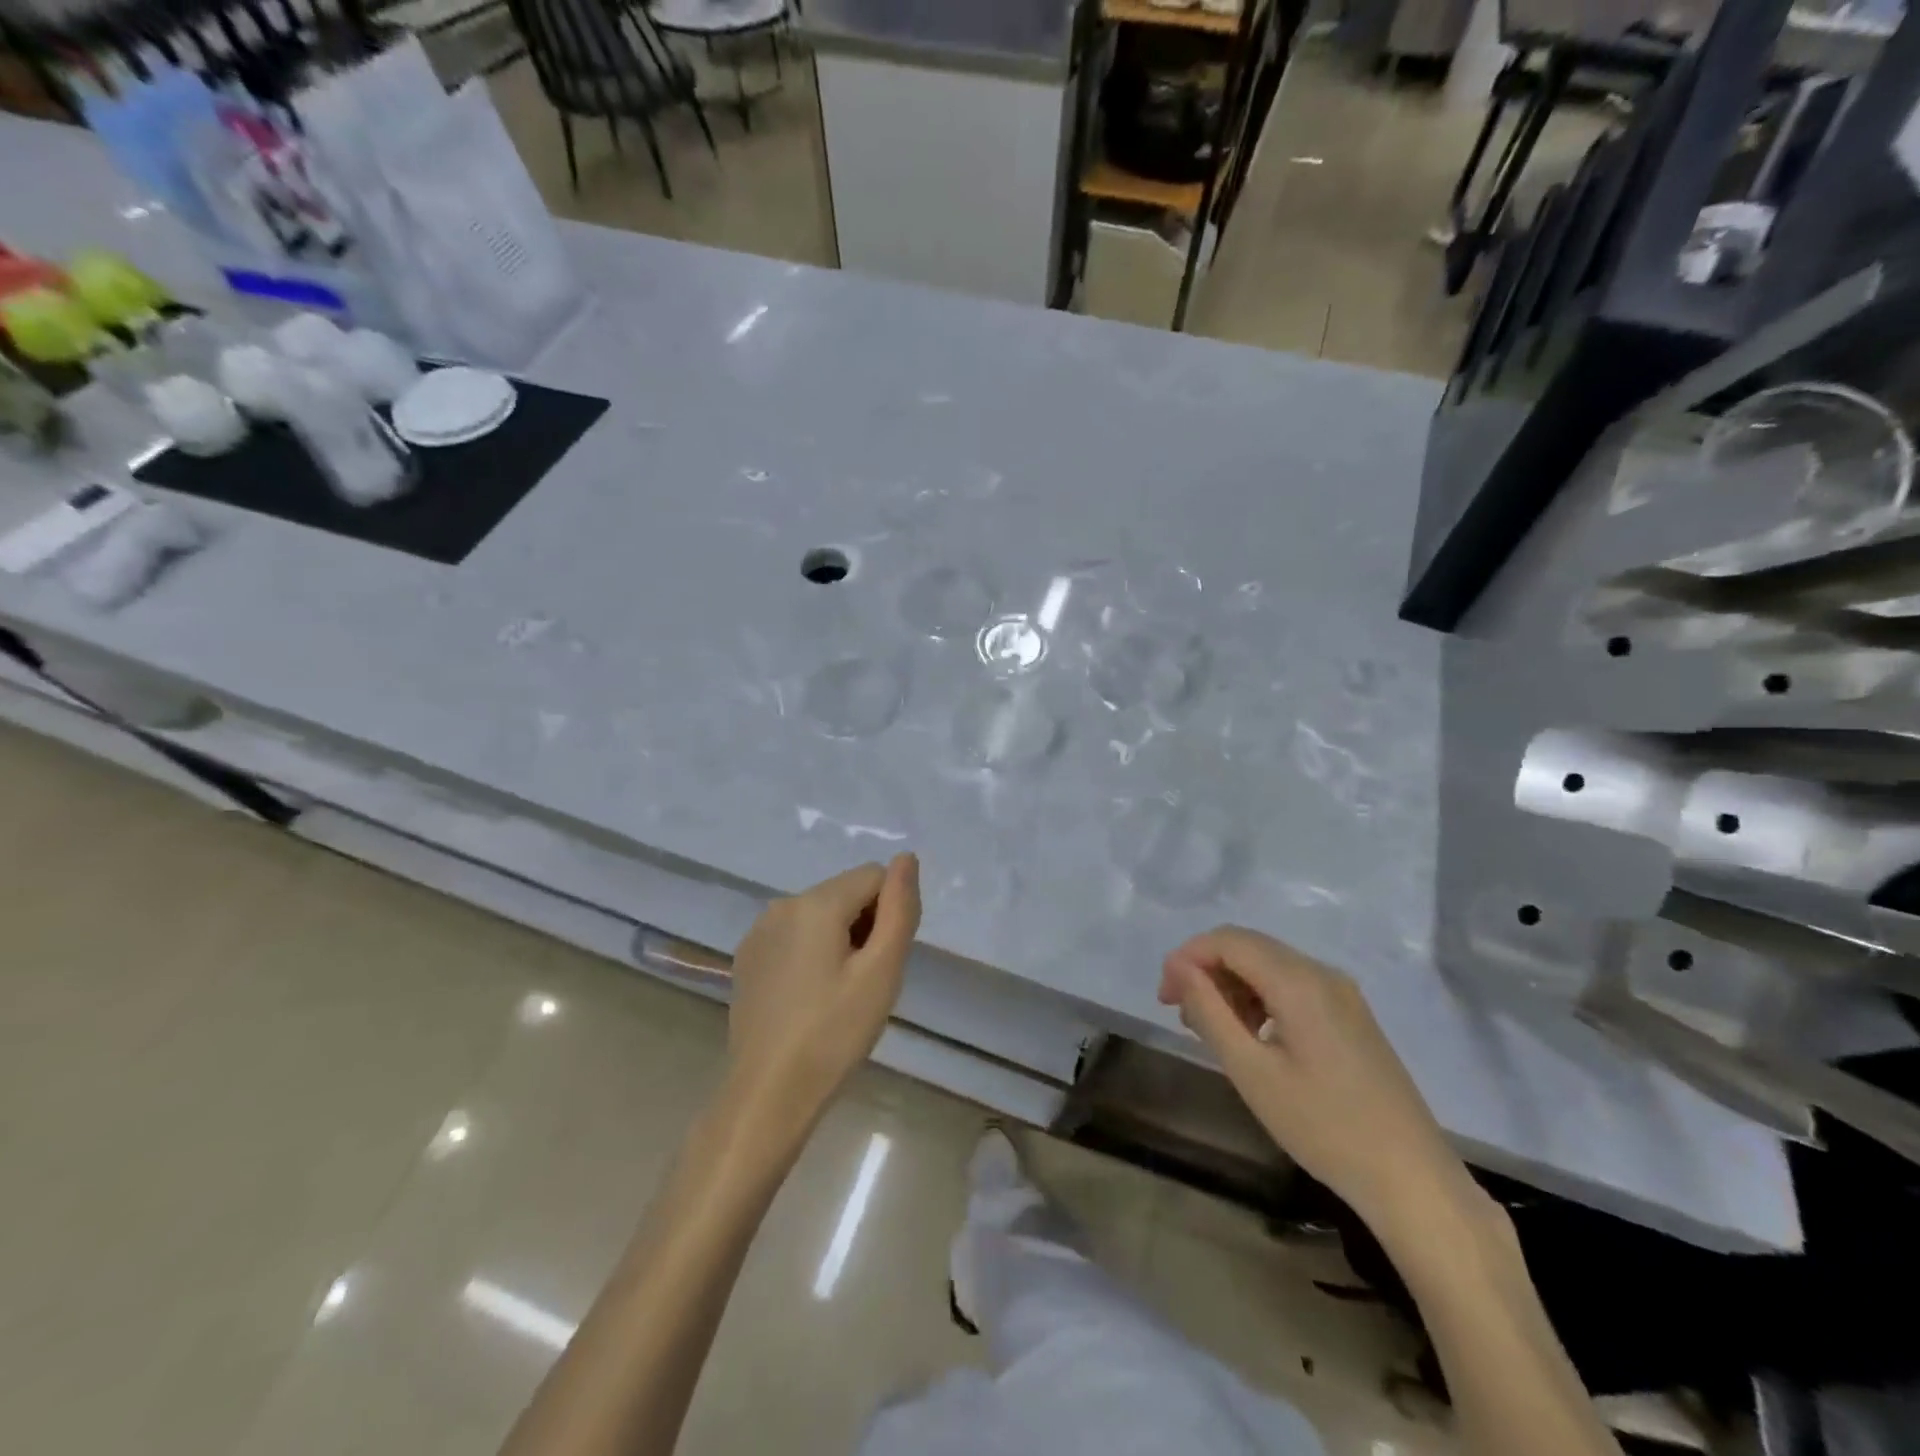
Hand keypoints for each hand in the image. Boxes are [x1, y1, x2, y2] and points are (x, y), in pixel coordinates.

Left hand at [727, 854, 920, 1135]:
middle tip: (865, 983)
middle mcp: (782, 904)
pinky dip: (812, 953)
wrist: (768, 1095)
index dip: (890, 915)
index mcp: (816, 903)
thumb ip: (900, 908)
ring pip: (820, 914)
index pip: (875, 877)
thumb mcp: (882, 971)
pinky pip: (795, 935)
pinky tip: (810, 998)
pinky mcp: (748, 958)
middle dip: (865, 925)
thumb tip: (907, 858)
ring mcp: (759, 931)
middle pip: (846, 893)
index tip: (882, 962)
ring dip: (840, 939)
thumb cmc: (834, 1033)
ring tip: (838, 994)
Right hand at [1160, 926, 1469, 1231]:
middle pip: (1249, 947)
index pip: (1228, 940)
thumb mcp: (1251, 1071)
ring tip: (1209, 1029)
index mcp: (1298, 981)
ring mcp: (1342, 994)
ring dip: (1232, 985)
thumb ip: (1209, 1012)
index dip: (1188, 957)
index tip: (1164, 996)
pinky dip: (1260, 999)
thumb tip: (1180, 969)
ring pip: (1270, 966)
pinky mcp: (1351, 1016)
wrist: (1411, 1179)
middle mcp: (1322, 973)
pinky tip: (1251, 1037)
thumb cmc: (1323, 1127)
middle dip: (1206, 969)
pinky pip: (1293, 987)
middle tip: (1179, 1013)